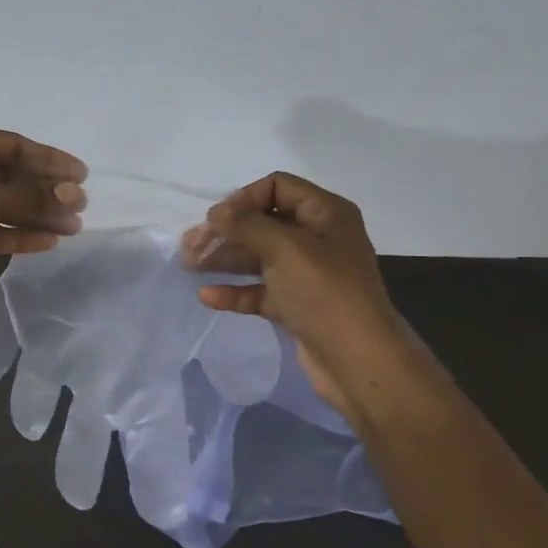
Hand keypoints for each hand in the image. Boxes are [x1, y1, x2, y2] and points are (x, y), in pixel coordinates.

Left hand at [0, 121, 87, 312]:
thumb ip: (30, 197)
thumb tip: (75, 196)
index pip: (12, 145)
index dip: (49, 160)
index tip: (82, 175)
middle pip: (9, 175)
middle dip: (45, 191)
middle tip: (81, 205)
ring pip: (2, 204)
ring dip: (36, 214)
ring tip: (73, 227)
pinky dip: (17, 233)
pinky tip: (48, 241)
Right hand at [180, 171, 398, 408]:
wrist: (358, 360)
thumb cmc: (324, 293)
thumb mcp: (285, 248)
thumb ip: (246, 225)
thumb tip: (216, 213)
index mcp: (325, 213)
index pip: (277, 187)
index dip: (243, 199)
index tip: (216, 221)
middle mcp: (318, 238)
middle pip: (263, 223)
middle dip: (226, 232)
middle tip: (189, 247)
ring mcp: (307, 274)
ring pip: (258, 257)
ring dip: (224, 259)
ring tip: (189, 266)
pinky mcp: (297, 305)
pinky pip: (260, 290)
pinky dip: (235, 291)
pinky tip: (208, 296)